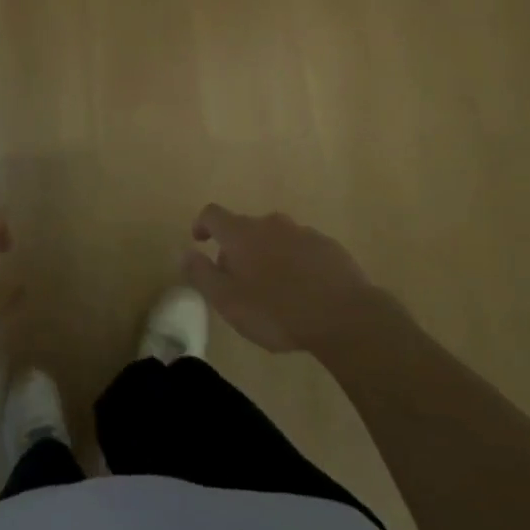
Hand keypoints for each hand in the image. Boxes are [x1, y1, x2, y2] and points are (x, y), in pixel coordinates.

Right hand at [184, 204, 375, 353]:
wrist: (344, 316)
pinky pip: (301, 249)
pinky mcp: (328, 246)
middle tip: (237, 280)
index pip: (213, 214)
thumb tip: (185, 253)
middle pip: (245, 228)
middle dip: (236, 248)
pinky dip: (294, 262)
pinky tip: (302, 290)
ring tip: (272, 288)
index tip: (199, 240)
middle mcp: (270, 223)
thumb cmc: (276, 311)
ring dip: (267, 255)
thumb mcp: (228, 301)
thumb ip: (202, 275)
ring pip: (275, 238)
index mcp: (241, 234)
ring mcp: (302, 232)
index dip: (202, 224)